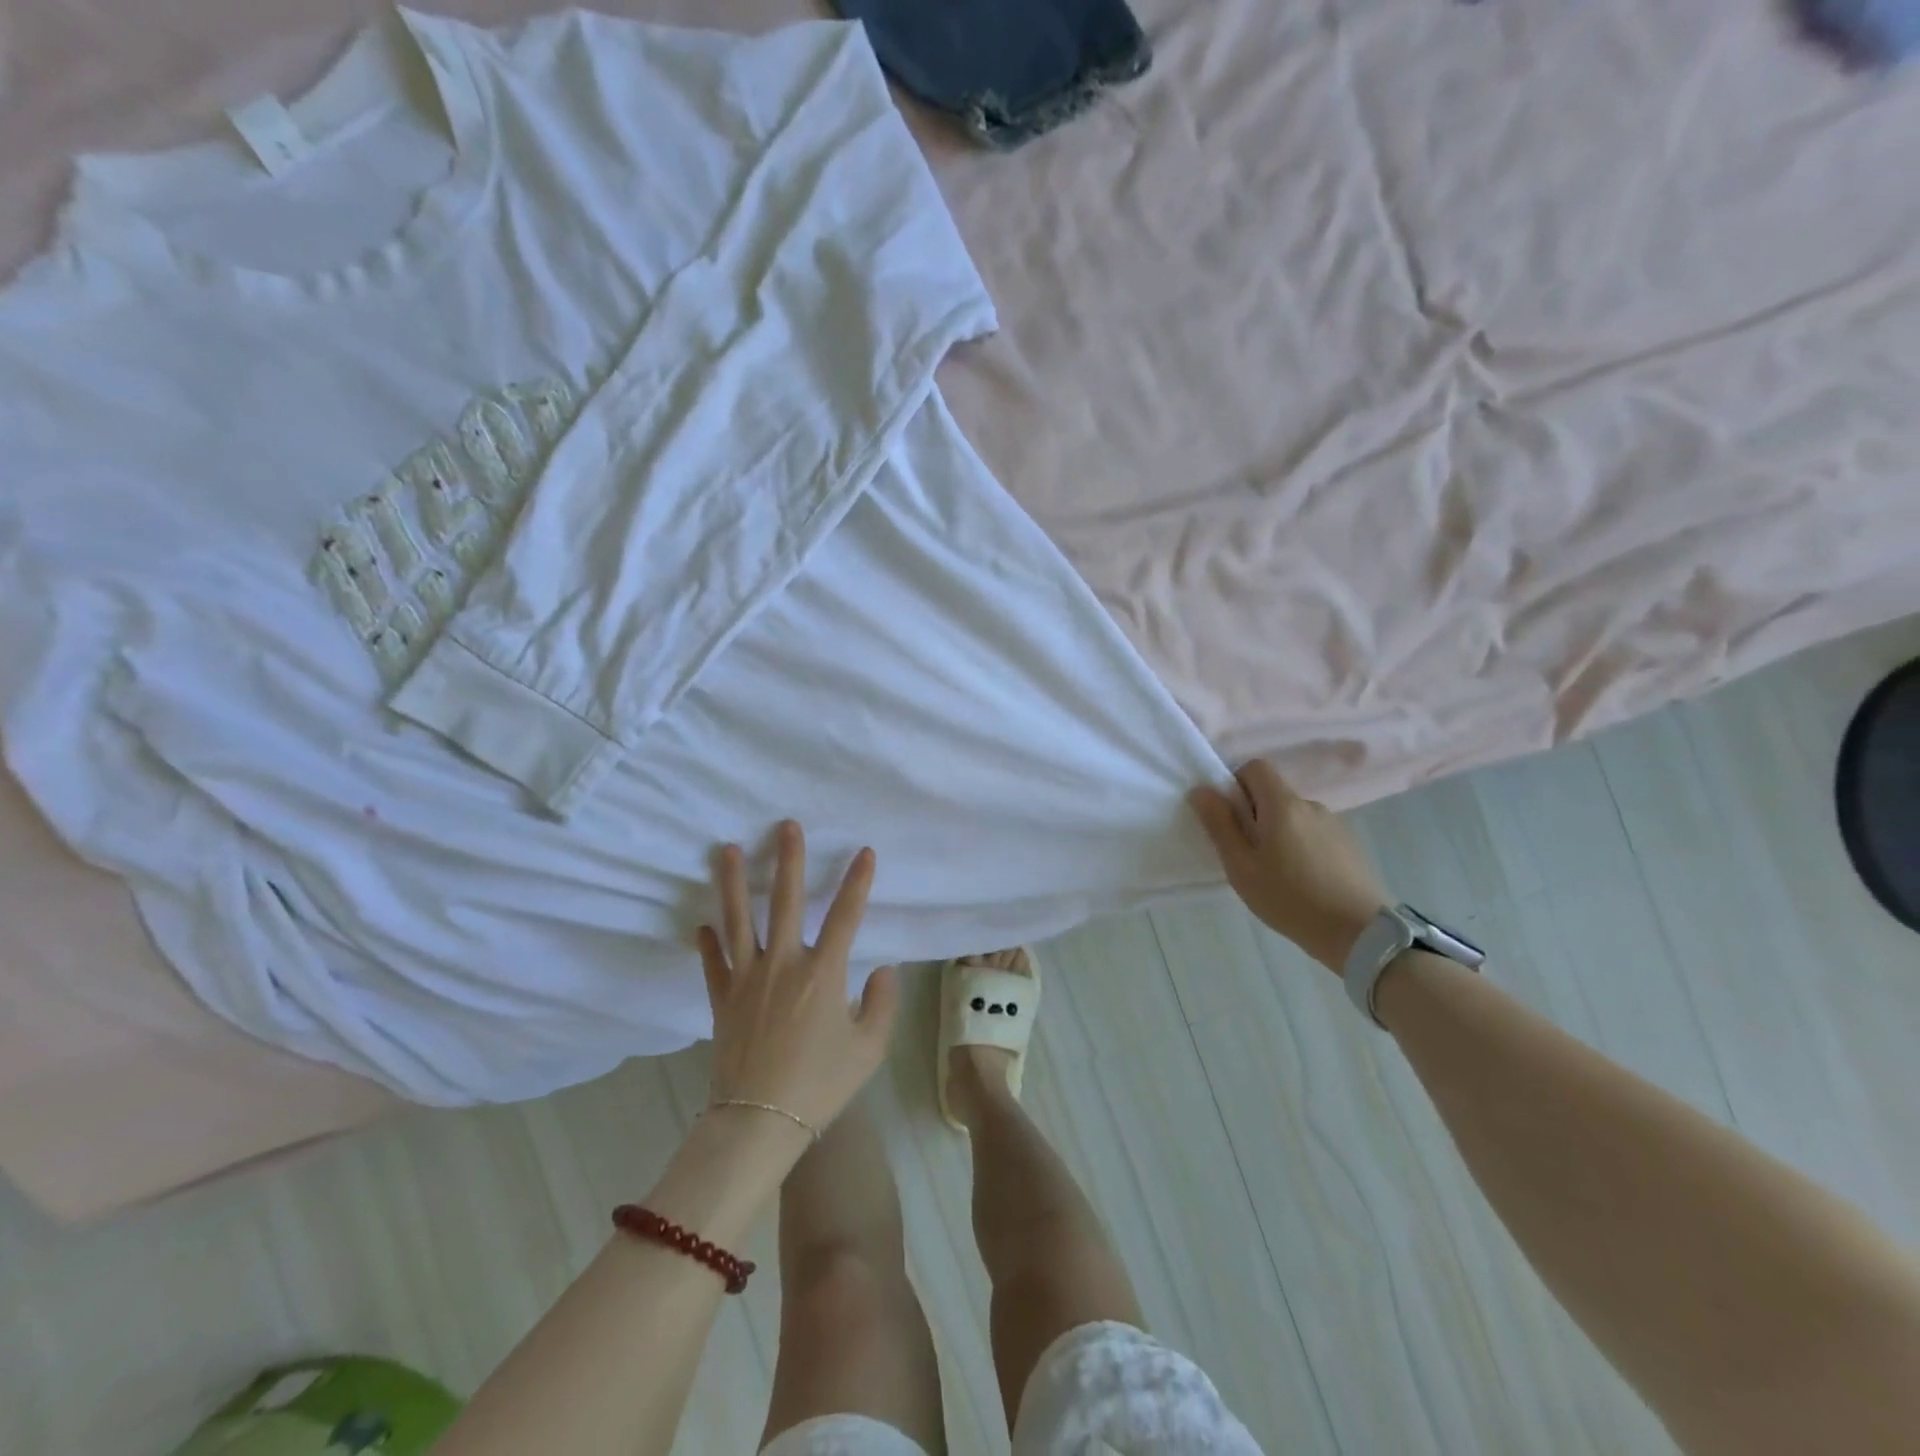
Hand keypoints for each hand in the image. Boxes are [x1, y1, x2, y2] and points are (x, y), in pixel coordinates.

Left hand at [699, 821, 899, 1135]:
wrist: (760, 1121)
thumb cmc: (821, 1084)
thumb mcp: (870, 1048)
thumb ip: (883, 1003)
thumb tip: (883, 968)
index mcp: (823, 973)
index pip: (846, 915)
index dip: (857, 882)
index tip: (864, 852)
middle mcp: (783, 964)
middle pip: (785, 901)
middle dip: (788, 860)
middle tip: (786, 826)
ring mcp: (747, 979)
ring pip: (738, 920)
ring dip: (732, 882)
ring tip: (726, 849)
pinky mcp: (722, 999)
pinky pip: (713, 963)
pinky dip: (708, 942)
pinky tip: (702, 924)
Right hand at [1190, 760, 1391, 973]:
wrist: (1359, 933)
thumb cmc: (1289, 898)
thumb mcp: (1241, 866)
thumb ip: (1220, 825)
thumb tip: (1201, 790)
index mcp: (1282, 805)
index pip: (1256, 767)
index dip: (1237, 783)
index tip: (1230, 817)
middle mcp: (1311, 805)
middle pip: (1274, 794)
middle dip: (1255, 815)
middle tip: (1248, 855)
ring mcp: (1335, 824)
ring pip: (1294, 817)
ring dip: (1280, 833)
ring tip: (1278, 874)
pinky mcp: (1350, 845)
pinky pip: (1315, 834)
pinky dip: (1302, 847)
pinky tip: (1304, 882)